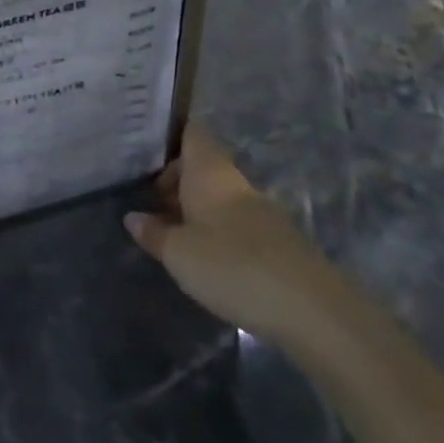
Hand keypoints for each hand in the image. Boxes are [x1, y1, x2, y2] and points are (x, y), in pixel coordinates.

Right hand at [125, 121, 345, 341]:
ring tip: (170, 234)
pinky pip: (236, 223)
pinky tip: (205, 258)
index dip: (169, 136)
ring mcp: (260, 211)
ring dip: (196, 210)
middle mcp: (235, 182)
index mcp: (209, 171)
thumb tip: (132, 217)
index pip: (191, 132)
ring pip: (219, 196)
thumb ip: (153, 233)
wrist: (311, 310)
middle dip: (176, 181)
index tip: (144, 153)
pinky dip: (217, 232)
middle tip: (149, 204)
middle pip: (202, 166)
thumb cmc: (232, 266)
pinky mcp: (277, 242)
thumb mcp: (178, 253)